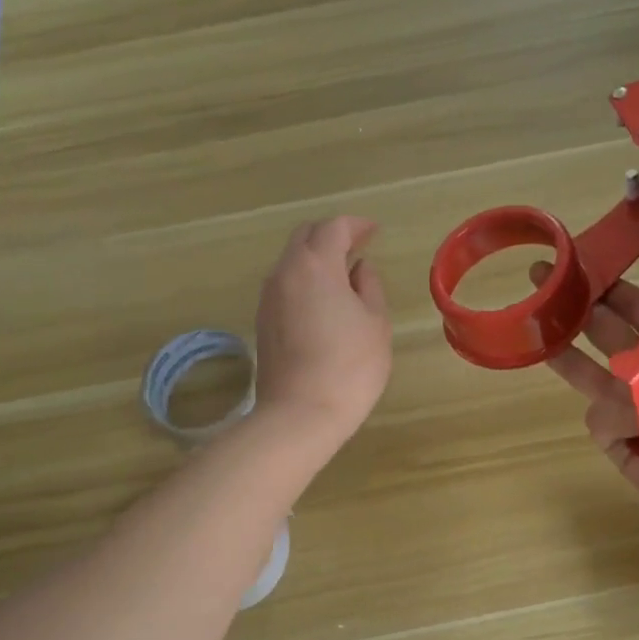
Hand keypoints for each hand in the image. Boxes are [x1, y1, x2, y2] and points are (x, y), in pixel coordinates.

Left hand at [254, 216, 392, 443]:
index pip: (333, 228)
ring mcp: (268, 298)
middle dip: (331, 235)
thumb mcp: (376, 324)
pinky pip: (285, 286)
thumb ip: (369, 287)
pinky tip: (323, 302)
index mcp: (316, 265)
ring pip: (291, 262)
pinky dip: (304, 281)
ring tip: (342, 276)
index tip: (374, 231)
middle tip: (357, 246)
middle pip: (305, 237)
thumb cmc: (350, 367)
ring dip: (316, 259)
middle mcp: (285, 273)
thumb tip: (359, 268)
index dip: (356, 225)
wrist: (300, 414)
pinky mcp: (262, 322)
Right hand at [537, 222, 638, 529]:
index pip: (636, 301)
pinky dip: (617, 417)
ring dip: (568, 349)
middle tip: (541, 272)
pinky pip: (599, 416)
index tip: (583, 249)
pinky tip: (638, 427)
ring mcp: (630, 407)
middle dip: (574, 304)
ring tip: (533, 324)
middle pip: (603, 330)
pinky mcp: (617, 441)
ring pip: (589, 371)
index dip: (610, 277)